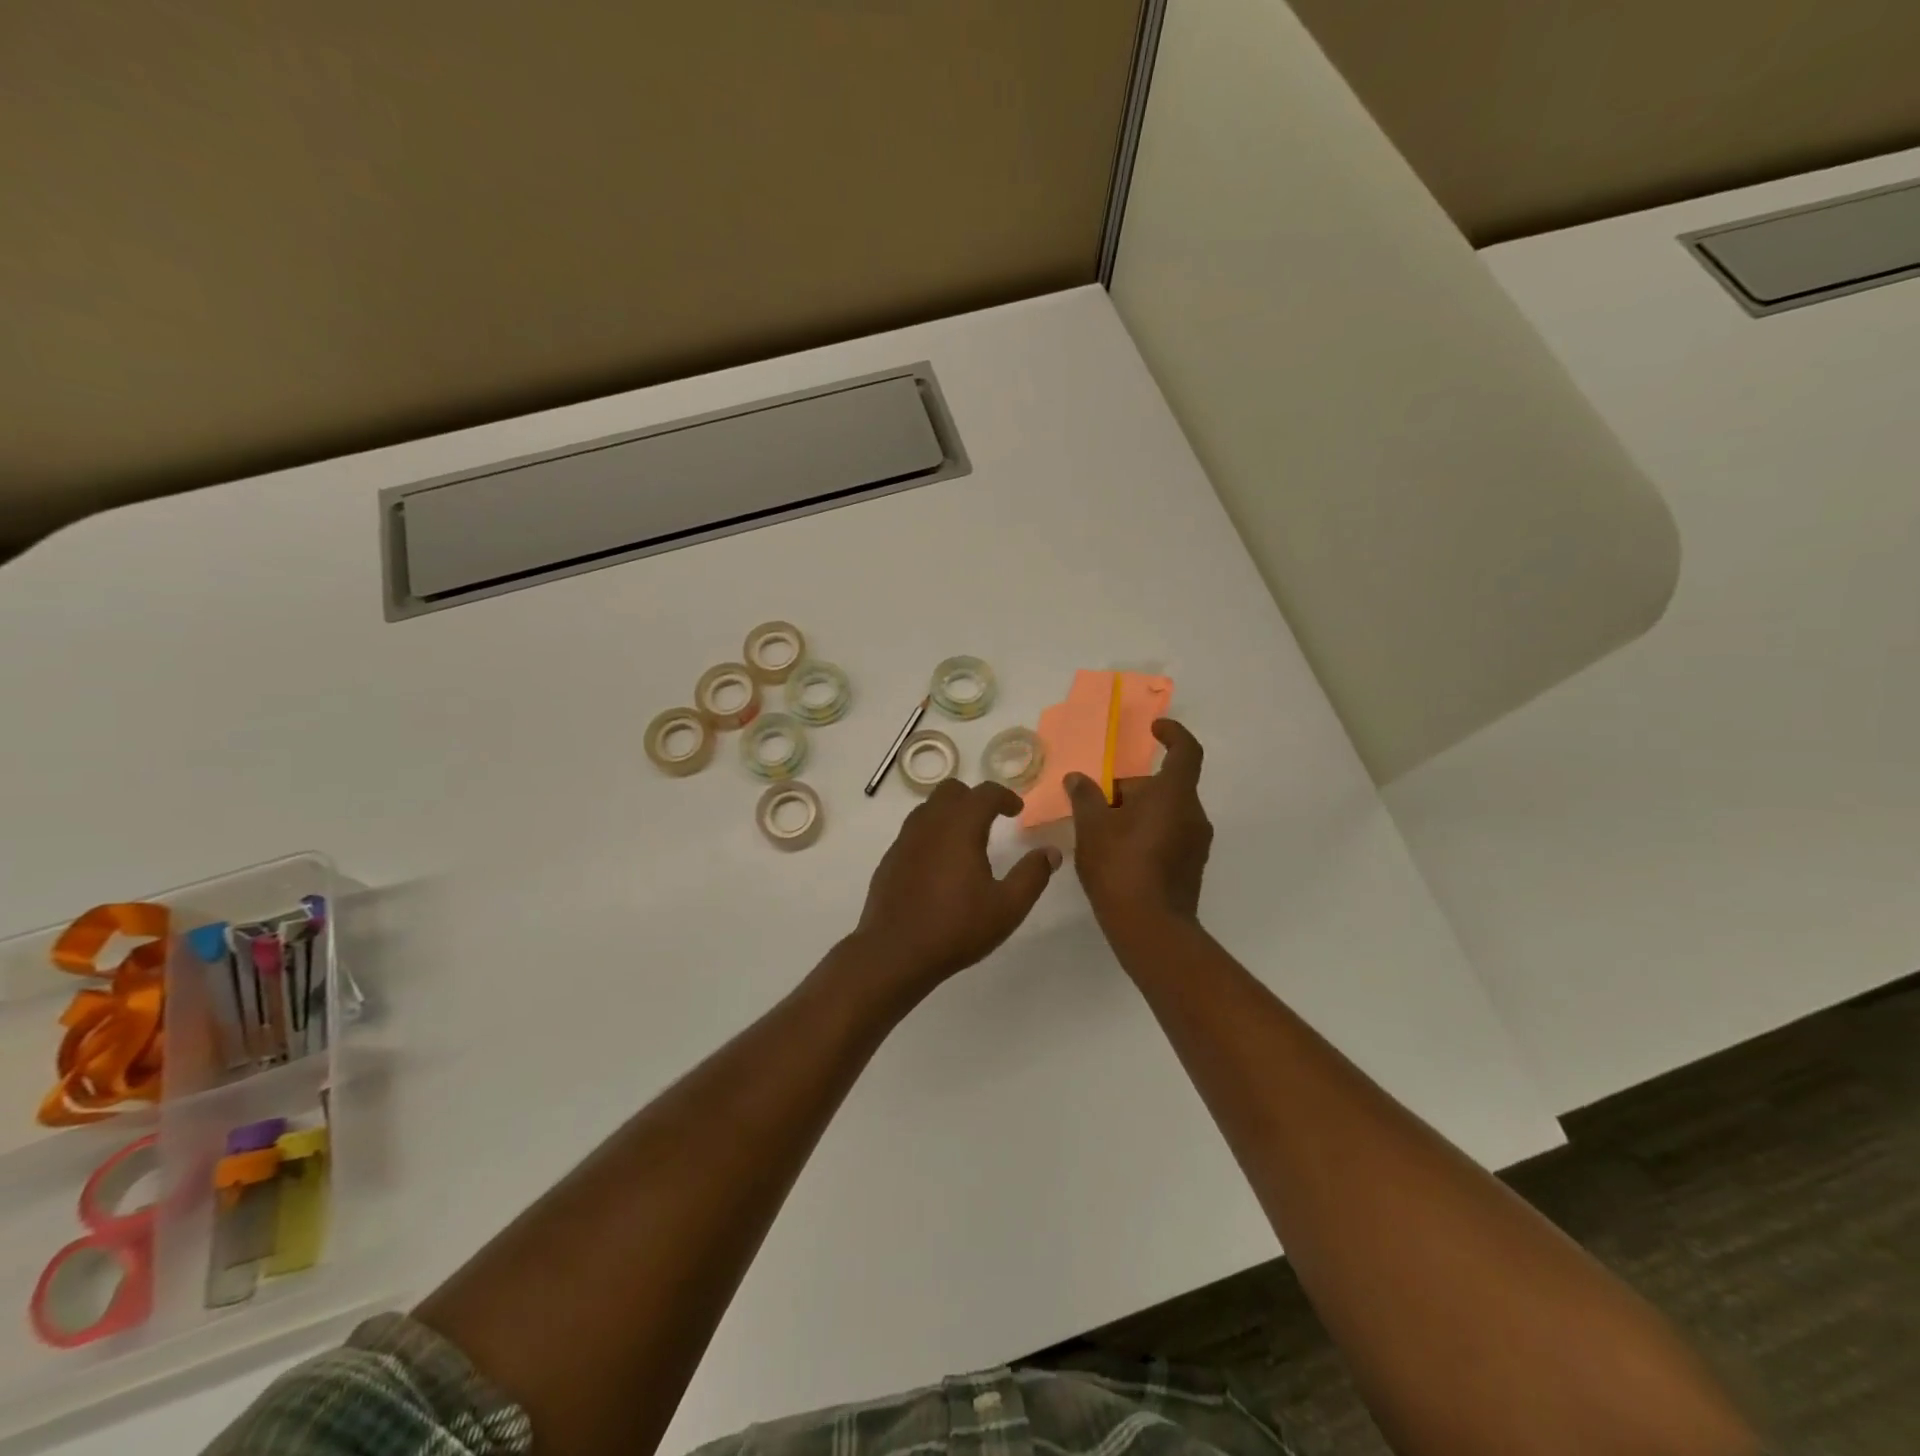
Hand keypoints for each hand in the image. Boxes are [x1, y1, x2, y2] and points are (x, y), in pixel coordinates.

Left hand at [852, 779, 1061, 998]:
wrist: (895, 953)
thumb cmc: (956, 928)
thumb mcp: (1007, 907)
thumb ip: (1032, 875)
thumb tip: (1051, 852)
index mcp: (960, 827)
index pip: (985, 793)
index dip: (1005, 796)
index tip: (1016, 811)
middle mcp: (930, 824)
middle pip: (951, 791)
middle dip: (974, 799)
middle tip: (992, 820)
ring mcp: (905, 840)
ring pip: (928, 809)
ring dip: (950, 814)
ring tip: (966, 840)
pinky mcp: (890, 859)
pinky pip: (913, 832)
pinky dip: (931, 834)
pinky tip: (940, 865)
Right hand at [1066, 718, 1212, 930]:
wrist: (1150, 929)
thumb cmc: (1120, 866)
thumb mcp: (1092, 826)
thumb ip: (1085, 796)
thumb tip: (1078, 779)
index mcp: (1174, 795)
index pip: (1186, 751)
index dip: (1172, 734)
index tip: (1154, 729)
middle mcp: (1193, 814)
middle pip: (1164, 786)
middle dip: (1130, 789)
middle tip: (1095, 804)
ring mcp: (1196, 843)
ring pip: (1165, 812)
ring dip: (1136, 813)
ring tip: (1100, 832)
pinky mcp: (1190, 867)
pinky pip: (1168, 835)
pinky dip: (1145, 833)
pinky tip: (1116, 855)